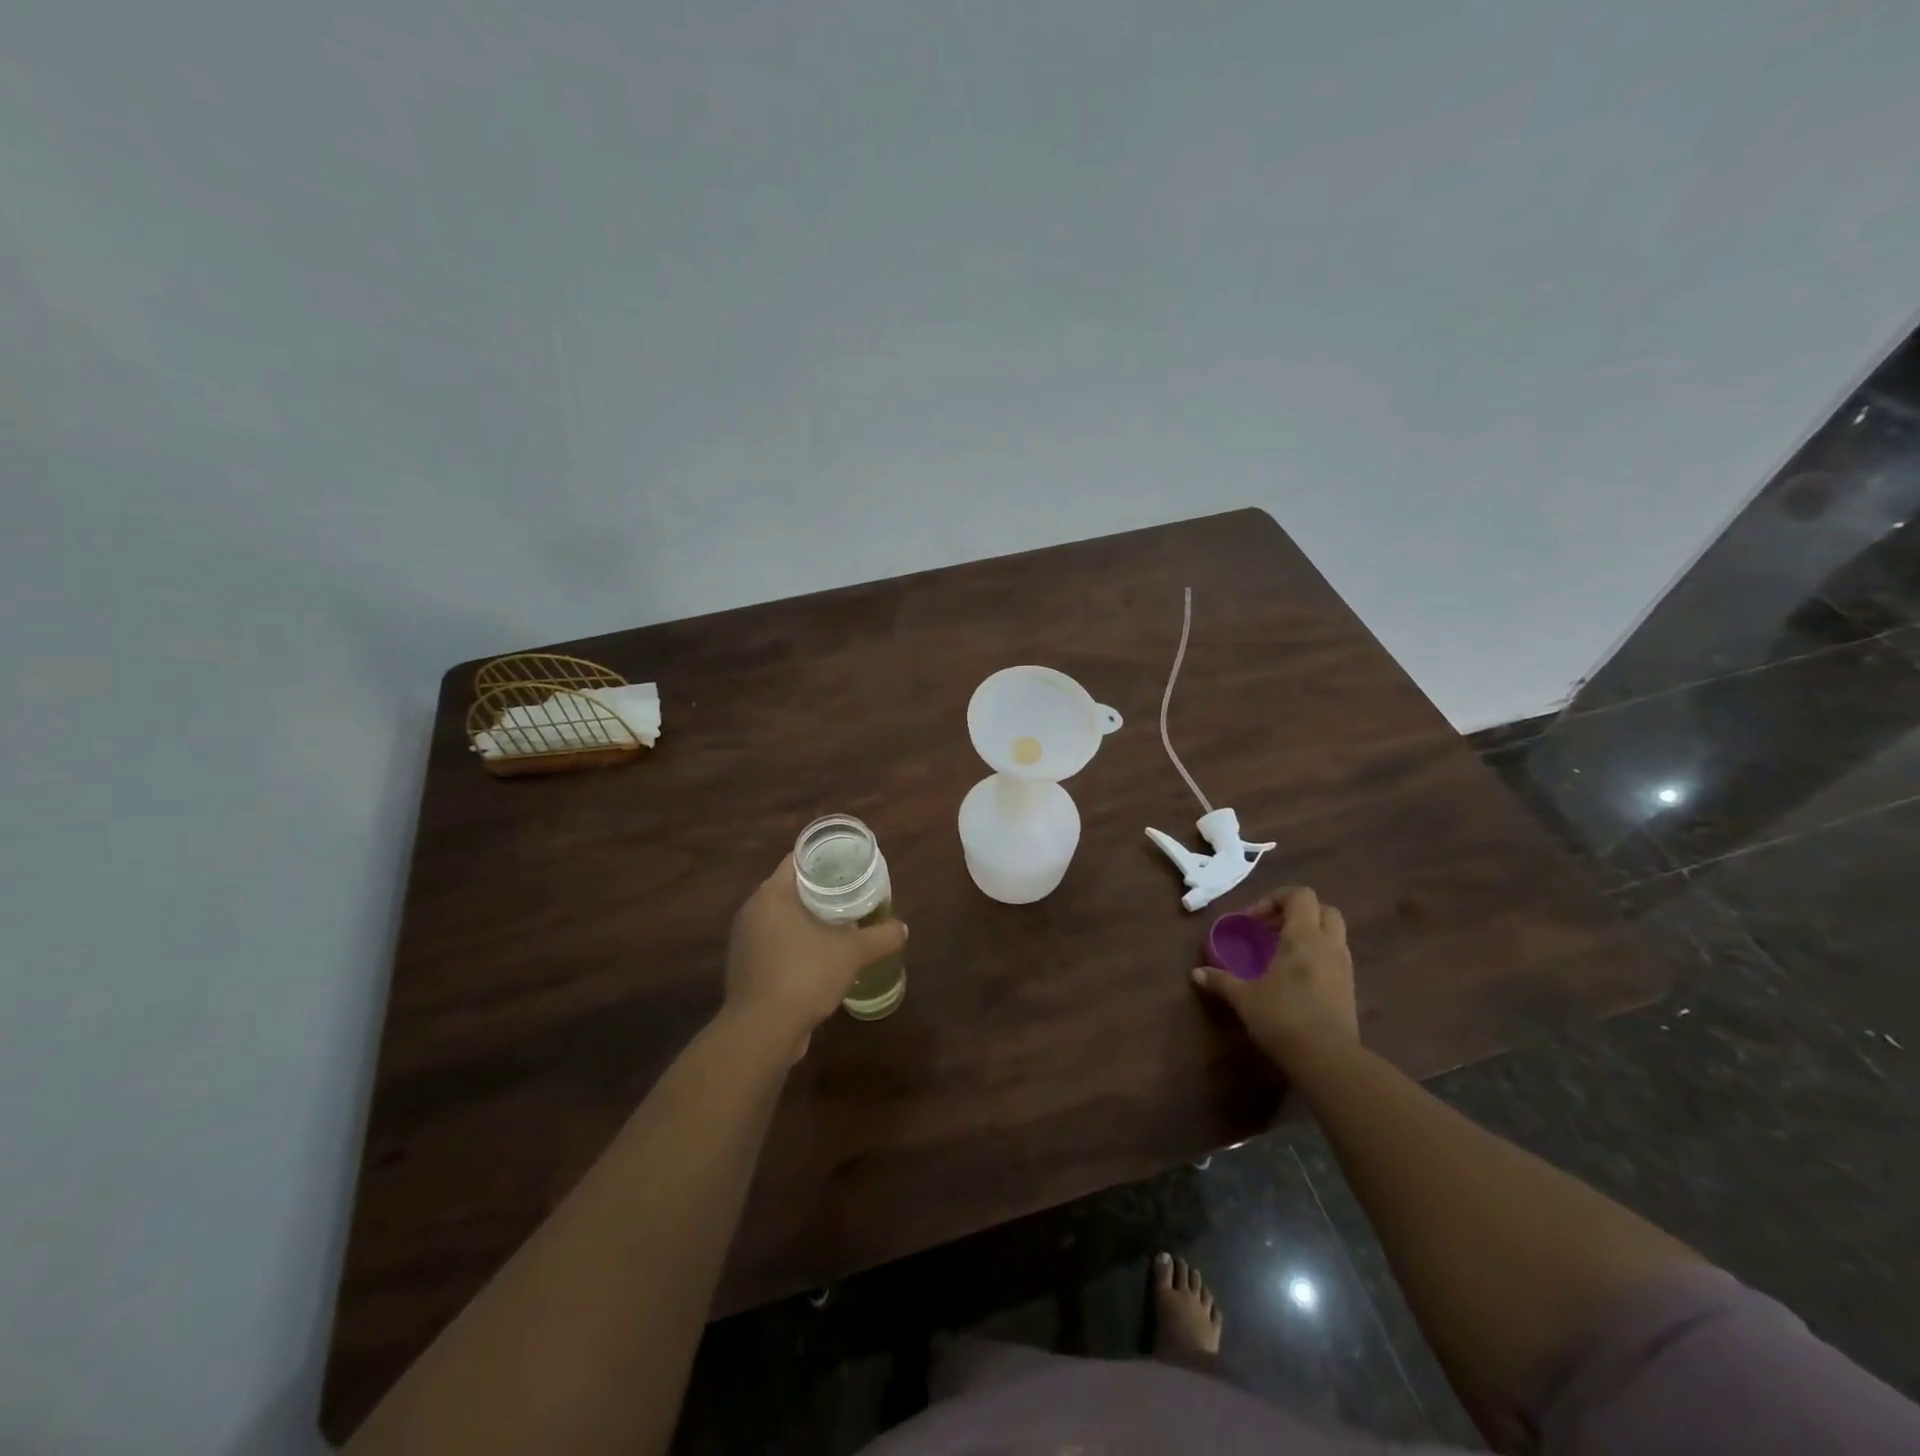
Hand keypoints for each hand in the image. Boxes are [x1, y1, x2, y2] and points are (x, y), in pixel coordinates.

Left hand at [724, 855, 908, 1060]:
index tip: (849, 862)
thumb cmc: (804, 975)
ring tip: (841, 922)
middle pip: (791, 889)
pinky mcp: (747, 968)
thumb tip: (903, 929)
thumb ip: (880, 937)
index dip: (825, 858)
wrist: (762, 1031)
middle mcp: (753, 912)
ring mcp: (746, 941)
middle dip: (821, 890)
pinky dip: (797, 943)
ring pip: (782, 918)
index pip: (798, 861)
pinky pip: (775, 943)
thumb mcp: (851, 953)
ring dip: (808, 919)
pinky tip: (821, 955)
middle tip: (852, 891)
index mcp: (772, 895)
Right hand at [1190, 886, 1357, 1064]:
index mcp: (1304, 936)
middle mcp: (1329, 945)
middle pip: (1323, 909)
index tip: (1252, 921)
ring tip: (1281, 954)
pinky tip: (1295, 978)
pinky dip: (1317, 957)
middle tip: (1271, 930)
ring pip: (1333, 934)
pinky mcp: (1350, 990)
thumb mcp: (1244, 997)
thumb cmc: (1283, 1017)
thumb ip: (1221, 981)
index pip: (1299, 895)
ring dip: (1309, 935)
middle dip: (1298, 913)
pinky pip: (1335, 958)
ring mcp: (1344, 968)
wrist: (1328, 1060)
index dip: (1274, 899)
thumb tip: (1196, 974)